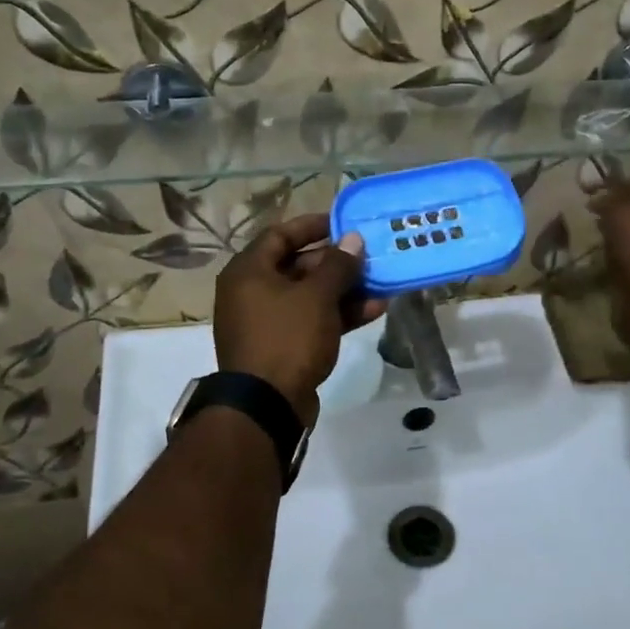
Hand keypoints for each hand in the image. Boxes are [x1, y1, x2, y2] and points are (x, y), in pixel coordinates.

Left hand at [214, 213, 387, 425]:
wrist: (267, 405)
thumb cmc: (287, 338)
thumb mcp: (317, 297)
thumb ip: (338, 265)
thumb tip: (353, 239)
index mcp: (248, 272)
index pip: (280, 234)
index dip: (313, 225)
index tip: (344, 223)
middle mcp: (252, 292)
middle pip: (298, 266)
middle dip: (337, 262)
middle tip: (370, 256)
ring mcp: (268, 322)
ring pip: (309, 296)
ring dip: (344, 289)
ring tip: (381, 283)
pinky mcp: (283, 346)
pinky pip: (312, 320)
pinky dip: (338, 314)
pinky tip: (375, 310)